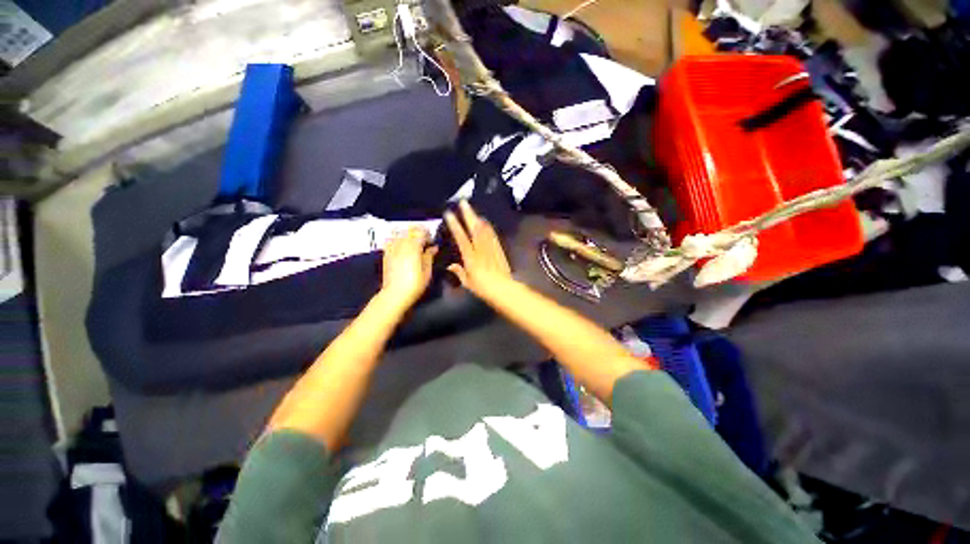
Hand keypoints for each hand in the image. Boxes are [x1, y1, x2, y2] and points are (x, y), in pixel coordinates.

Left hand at [380, 227, 438, 310]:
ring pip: (399, 233)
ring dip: (408, 235)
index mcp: (413, 247)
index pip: (421, 231)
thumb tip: (433, 248)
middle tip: (424, 241)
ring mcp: (392, 248)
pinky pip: (390, 240)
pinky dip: (397, 239)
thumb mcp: (427, 271)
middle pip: (410, 230)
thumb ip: (429, 256)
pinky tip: (402, 247)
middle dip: (418, 232)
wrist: (395, 294)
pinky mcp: (386, 254)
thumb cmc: (414, 284)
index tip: (432, 241)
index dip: (428, 234)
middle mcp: (401, 244)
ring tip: (413, 243)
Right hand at [445, 200, 513, 297]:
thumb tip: (450, 265)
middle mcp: (480, 249)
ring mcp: (491, 247)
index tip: (449, 214)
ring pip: (484, 229)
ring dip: (477, 217)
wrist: (503, 288)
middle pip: (474, 228)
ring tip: (471, 208)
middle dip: (468, 214)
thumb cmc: (483, 288)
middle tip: (463, 202)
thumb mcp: (468, 282)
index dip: (455, 225)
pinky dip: (487, 226)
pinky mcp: (498, 248)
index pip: (461, 238)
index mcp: (470, 257)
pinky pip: (492, 234)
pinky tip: (485, 221)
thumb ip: (459, 272)